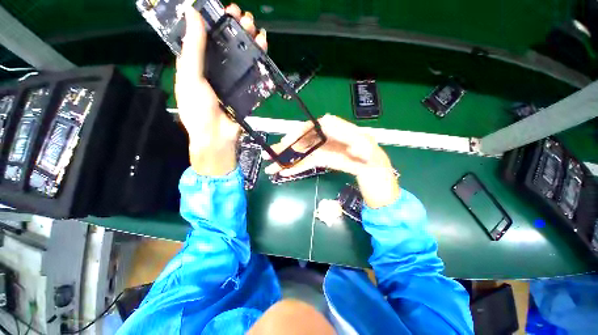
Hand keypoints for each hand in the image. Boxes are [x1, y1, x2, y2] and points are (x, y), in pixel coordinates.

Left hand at [175, 3, 266, 175]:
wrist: (218, 137)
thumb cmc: (199, 110)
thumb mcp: (191, 77)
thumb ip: (193, 49)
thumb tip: (192, 14)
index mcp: (197, 65)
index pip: (206, 37)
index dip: (215, 22)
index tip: (225, 10)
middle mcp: (215, 70)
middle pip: (226, 45)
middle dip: (236, 29)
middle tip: (244, 17)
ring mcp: (232, 81)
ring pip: (241, 57)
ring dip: (249, 42)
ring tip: (256, 30)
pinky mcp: (245, 91)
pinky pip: (253, 74)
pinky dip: (258, 61)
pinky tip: (263, 49)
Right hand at [264, 115, 399, 207]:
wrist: (370, 165)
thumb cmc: (369, 151)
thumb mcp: (363, 144)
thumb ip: (348, 136)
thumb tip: (331, 130)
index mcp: (330, 127)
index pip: (308, 128)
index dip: (296, 135)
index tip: (286, 143)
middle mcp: (321, 136)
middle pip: (300, 141)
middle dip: (284, 149)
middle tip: (269, 156)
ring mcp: (319, 149)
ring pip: (300, 153)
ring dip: (286, 160)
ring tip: (271, 167)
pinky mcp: (320, 159)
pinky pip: (305, 163)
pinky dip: (295, 167)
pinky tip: (285, 172)